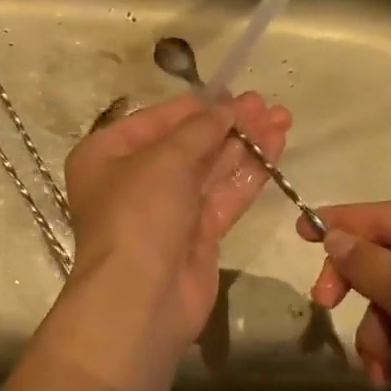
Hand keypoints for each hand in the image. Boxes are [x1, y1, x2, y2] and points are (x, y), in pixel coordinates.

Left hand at [64, 92, 289, 347]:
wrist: (141, 299)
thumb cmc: (139, 214)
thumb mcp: (165, 160)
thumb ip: (200, 129)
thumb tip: (227, 107)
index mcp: (108, 155)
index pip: (157, 120)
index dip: (196, 106)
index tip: (233, 92)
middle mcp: (134, 179)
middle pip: (188, 144)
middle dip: (228, 124)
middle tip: (268, 105)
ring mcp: (167, 209)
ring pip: (210, 169)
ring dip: (245, 145)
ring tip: (283, 119)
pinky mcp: (196, 235)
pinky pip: (224, 196)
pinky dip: (249, 174)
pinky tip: (276, 150)